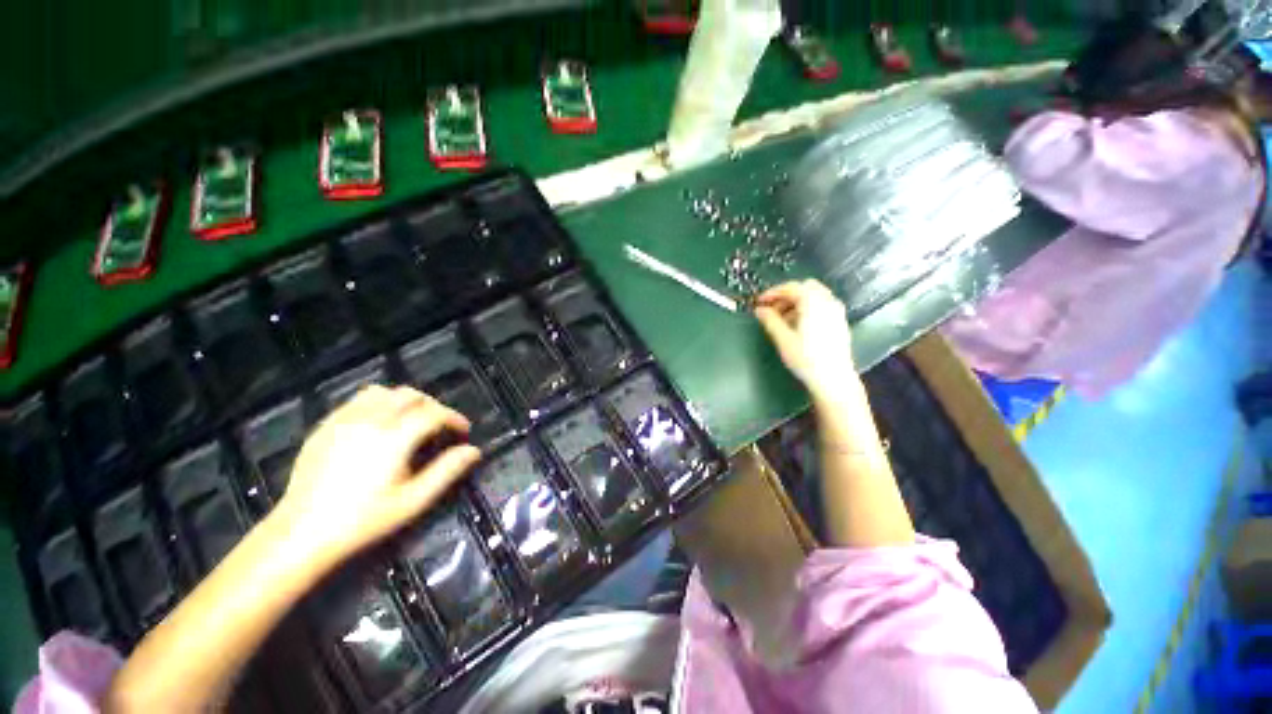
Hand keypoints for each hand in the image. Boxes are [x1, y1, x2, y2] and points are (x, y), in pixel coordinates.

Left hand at [271, 385, 481, 571]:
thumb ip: (447, 471)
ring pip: (384, 392)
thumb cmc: (363, 520)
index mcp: (394, 438)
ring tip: (410, 421)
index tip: (463, 431)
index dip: (454, 418)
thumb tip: (473, 450)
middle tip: (439, 427)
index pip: (434, 413)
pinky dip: (378, 404)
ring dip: (405, 401)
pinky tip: (379, 425)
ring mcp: (344, 421)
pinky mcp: (325, 426)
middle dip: (433, 406)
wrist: (302, 532)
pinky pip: (357, 401)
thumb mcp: (413, 501)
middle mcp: (370, 421)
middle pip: (411, 395)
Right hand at [754, 280, 857, 398]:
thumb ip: (770, 320)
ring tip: (781, 320)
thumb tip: (759, 310)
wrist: (834, 379)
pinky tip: (797, 326)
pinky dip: (807, 309)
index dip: (773, 293)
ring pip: (814, 297)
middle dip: (786, 295)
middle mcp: (828, 302)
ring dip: (796, 302)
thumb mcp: (783, 339)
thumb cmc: (806, 359)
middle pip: (805, 288)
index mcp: (813, 302)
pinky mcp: (839, 322)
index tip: (759, 302)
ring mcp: (836, 312)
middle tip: (771, 309)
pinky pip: (821, 306)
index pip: (791, 287)